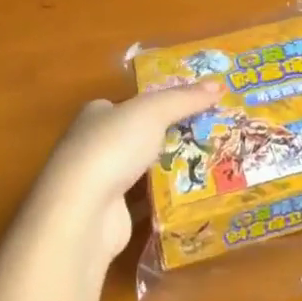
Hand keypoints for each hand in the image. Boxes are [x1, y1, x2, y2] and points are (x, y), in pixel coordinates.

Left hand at [26, 83, 219, 266]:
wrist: (82, 212)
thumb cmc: (113, 147)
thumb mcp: (154, 111)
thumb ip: (185, 98)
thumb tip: (219, 85)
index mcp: (96, 114)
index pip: (127, 103)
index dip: (156, 102)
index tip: (189, 106)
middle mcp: (91, 145)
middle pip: (135, 135)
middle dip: (165, 135)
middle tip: (204, 133)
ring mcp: (97, 182)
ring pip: (139, 168)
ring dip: (165, 167)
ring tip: (205, 161)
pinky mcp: (107, 214)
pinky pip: (142, 200)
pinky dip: (161, 197)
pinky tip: (188, 194)